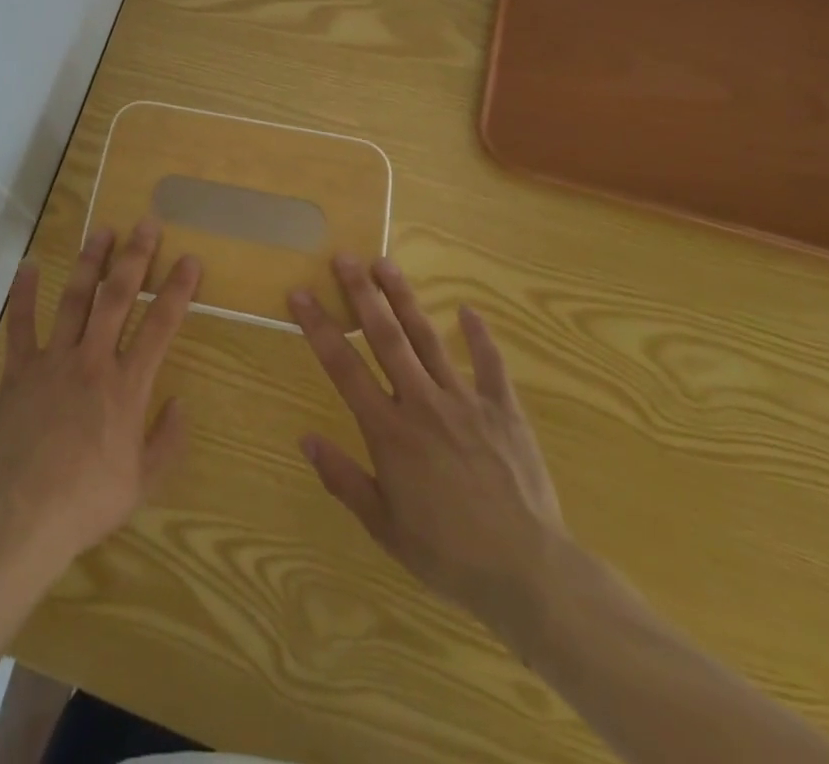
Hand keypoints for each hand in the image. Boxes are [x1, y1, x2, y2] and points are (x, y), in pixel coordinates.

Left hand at [0, 221, 200, 569]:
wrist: (25, 517)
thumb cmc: (89, 501)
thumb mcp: (143, 481)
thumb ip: (168, 440)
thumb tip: (181, 403)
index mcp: (127, 386)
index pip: (160, 326)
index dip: (178, 289)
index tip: (190, 259)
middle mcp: (93, 360)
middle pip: (117, 297)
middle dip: (135, 257)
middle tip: (146, 223)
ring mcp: (53, 361)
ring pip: (74, 299)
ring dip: (89, 262)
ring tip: (102, 231)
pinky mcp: (20, 371)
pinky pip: (21, 325)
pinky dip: (22, 294)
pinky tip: (28, 265)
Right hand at [289, 255, 564, 648]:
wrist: (528, 572)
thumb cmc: (448, 553)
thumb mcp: (384, 526)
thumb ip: (343, 479)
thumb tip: (305, 439)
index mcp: (389, 430)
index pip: (343, 367)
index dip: (318, 326)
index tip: (300, 293)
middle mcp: (422, 402)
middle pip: (386, 337)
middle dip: (362, 294)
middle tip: (344, 256)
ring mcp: (466, 400)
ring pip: (429, 338)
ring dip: (405, 298)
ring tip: (385, 263)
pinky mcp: (504, 409)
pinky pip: (490, 364)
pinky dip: (479, 335)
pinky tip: (468, 310)